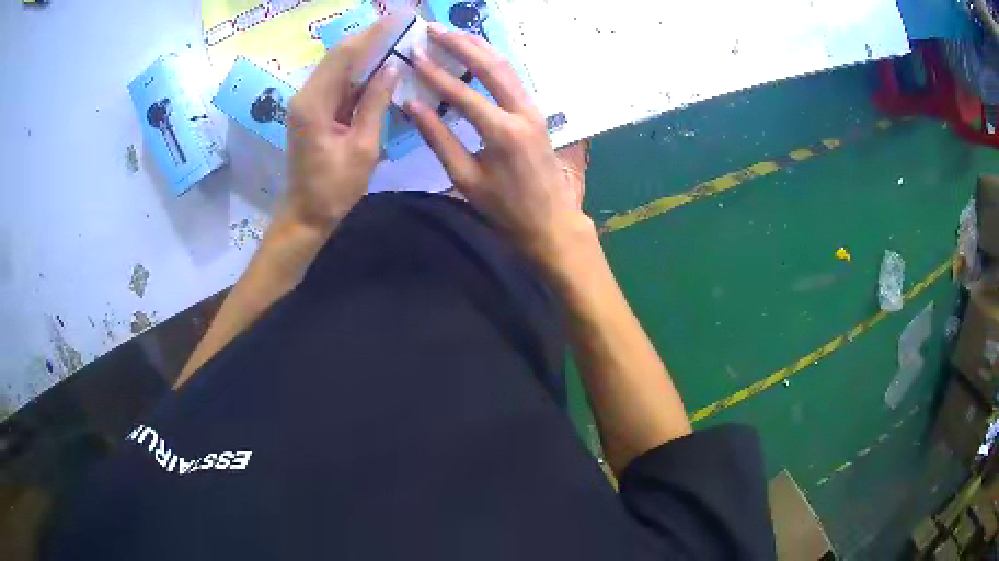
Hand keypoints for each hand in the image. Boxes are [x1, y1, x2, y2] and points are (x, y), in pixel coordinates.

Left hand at [285, 20, 398, 231]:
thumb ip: (375, 103)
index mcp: (314, 103)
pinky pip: (338, 82)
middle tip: (402, 23)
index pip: (345, 55)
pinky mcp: (313, 110)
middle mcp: (306, 96)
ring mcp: (308, 102)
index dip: (373, 33)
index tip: (400, 16)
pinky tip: (380, 65)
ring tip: (396, 37)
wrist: (306, 214)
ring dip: (365, 51)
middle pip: (339, 55)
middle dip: (370, 37)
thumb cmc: (335, 188)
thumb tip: (392, 67)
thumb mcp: (363, 147)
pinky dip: (359, 71)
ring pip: (338, 66)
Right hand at [404, 25, 594, 266]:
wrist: (550, 222)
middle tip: (434, 29)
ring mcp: (533, 111)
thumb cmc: (505, 209)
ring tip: (454, 33)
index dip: (435, 74)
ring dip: (480, 47)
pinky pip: (514, 79)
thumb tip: (413, 106)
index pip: (463, 94)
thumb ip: (439, 139)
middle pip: (492, 67)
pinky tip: (479, 54)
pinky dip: (493, 62)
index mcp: (503, 133)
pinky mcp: (536, 114)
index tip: (413, 55)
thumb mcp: (465, 179)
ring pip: (507, 68)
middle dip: (461, 45)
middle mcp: (522, 113)